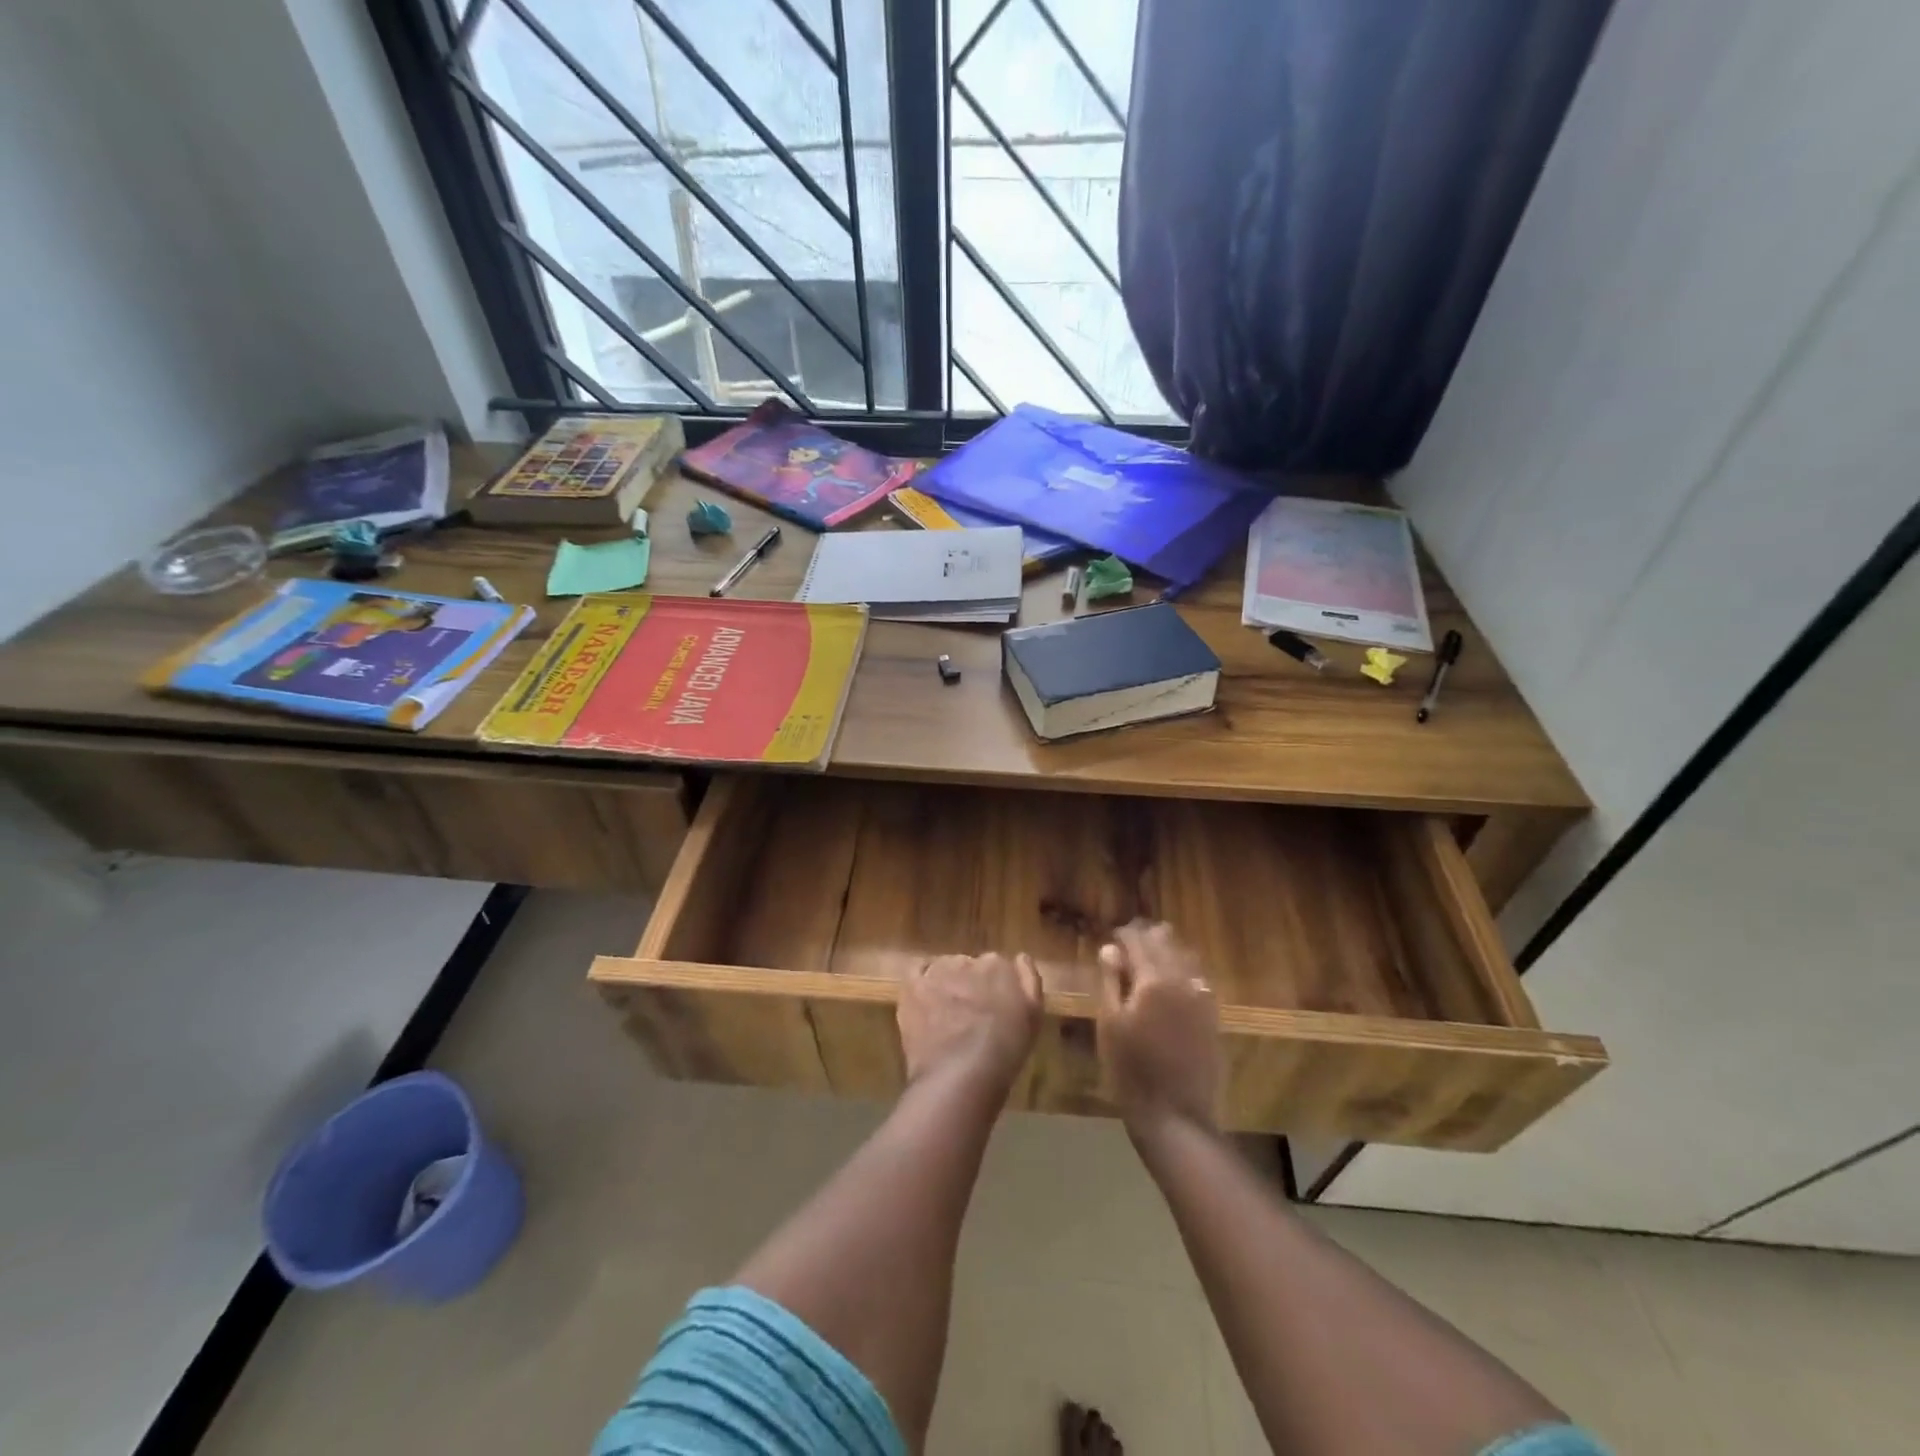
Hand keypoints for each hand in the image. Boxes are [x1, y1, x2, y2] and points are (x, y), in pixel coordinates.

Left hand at [897, 952, 1042, 1092]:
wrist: (961, 1074)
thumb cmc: (1005, 1049)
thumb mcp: (1033, 1015)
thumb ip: (1029, 980)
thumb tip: (1020, 957)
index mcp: (997, 965)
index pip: (995, 966)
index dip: (994, 988)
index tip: (994, 1007)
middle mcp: (966, 960)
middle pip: (968, 966)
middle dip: (970, 985)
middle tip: (971, 1015)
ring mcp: (936, 973)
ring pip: (942, 969)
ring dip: (946, 984)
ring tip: (947, 1014)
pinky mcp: (912, 988)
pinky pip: (916, 972)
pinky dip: (922, 981)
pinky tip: (925, 998)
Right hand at [1097, 921, 1220, 1136]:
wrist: (1176, 1116)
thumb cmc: (1131, 1071)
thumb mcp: (1110, 1025)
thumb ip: (1111, 982)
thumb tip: (1111, 949)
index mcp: (1153, 979)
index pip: (1138, 939)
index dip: (1124, 934)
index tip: (1112, 936)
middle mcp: (1182, 980)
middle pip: (1166, 941)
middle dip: (1146, 937)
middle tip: (1128, 945)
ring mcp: (1202, 998)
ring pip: (1186, 957)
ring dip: (1167, 951)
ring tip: (1148, 959)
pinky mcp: (1212, 1017)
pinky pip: (1198, 980)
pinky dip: (1183, 972)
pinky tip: (1171, 984)